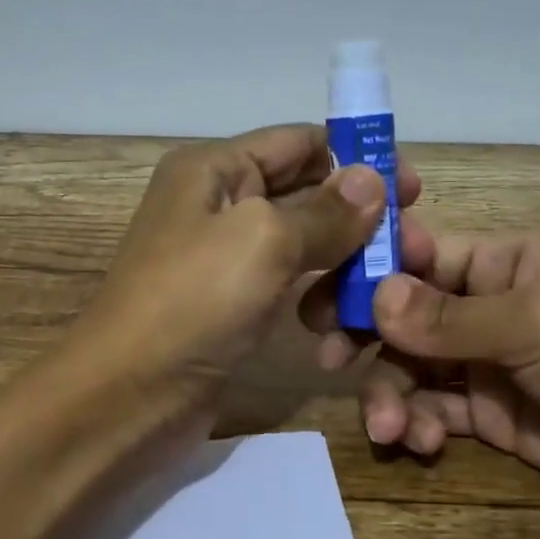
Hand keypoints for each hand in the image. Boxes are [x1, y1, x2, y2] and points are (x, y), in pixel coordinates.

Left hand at [74, 125, 421, 426]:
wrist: (127, 397)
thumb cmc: (192, 303)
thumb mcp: (263, 241)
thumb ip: (324, 211)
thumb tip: (374, 179)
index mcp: (215, 168)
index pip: (299, 142)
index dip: (356, 160)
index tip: (412, 190)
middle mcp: (218, 204)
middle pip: (306, 193)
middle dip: (358, 218)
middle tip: (411, 248)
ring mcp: (224, 259)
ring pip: (302, 245)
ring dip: (342, 264)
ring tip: (379, 292)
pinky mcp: (231, 306)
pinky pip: (287, 286)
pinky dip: (317, 296)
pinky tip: (339, 322)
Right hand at [303, 223, 539, 525]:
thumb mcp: (535, 324)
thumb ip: (449, 317)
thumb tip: (374, 297)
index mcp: (504, 262)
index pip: (420, 253)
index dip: (370, 269)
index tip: (322, 294)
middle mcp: (488, 306)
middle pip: (404, 312)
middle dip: (364, 334)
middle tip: (324, 358)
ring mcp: (487, 362)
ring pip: (411, 365)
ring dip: (389, 392)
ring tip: (389, 429)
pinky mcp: (491, 414)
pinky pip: (434, 408)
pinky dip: (417, 422)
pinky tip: (418, 442)